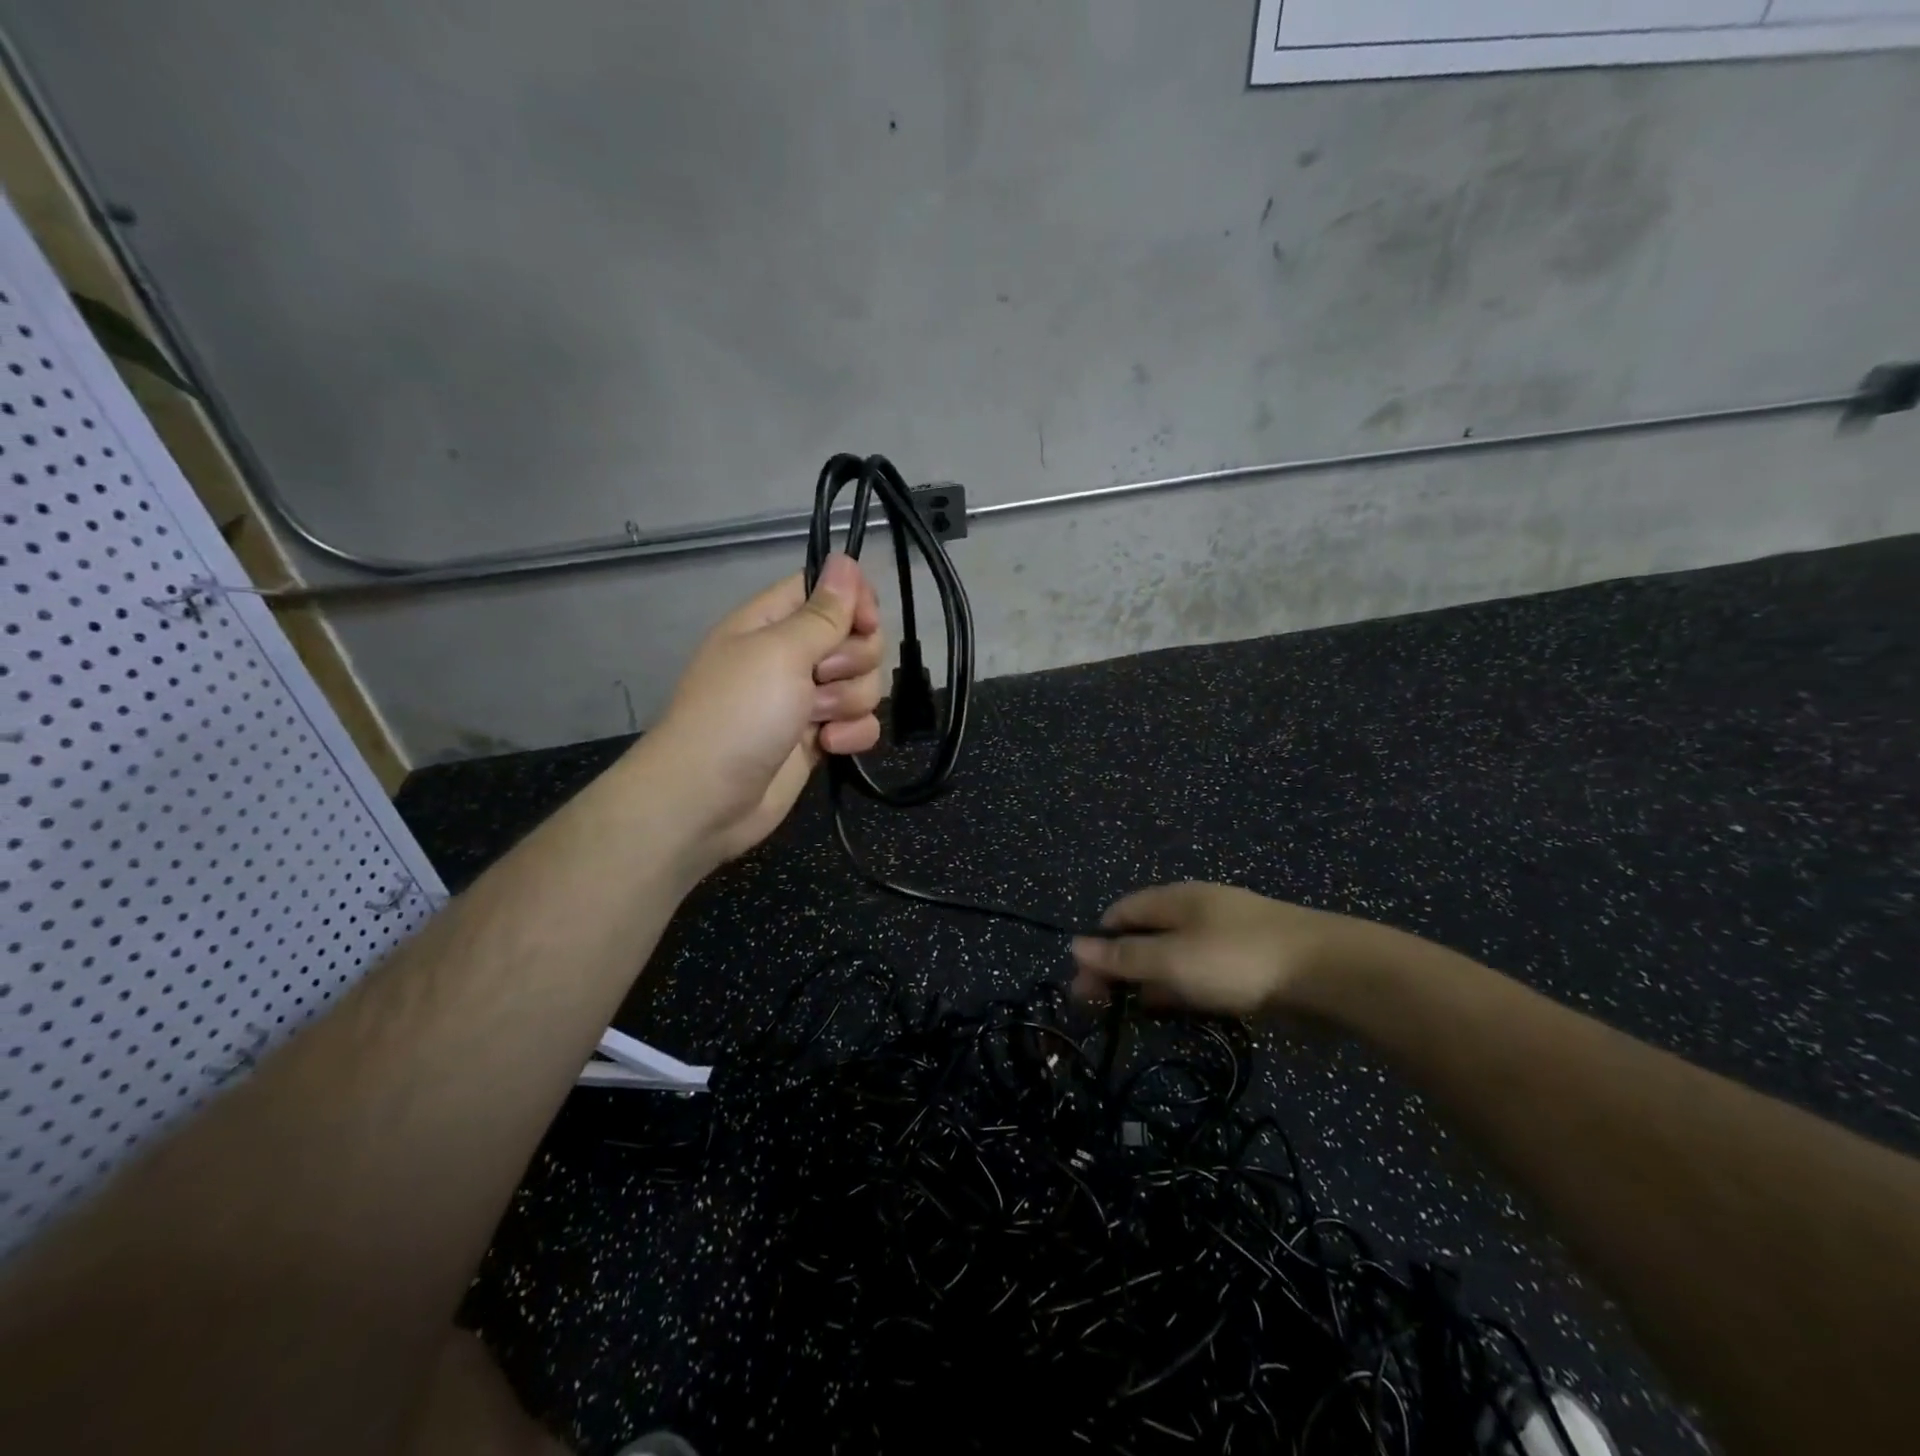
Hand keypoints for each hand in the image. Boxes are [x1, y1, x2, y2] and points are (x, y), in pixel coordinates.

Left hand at [646, 553, 883, 863]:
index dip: (856, 602)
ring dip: (849, 702)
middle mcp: (792, 656)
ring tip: (816, 720)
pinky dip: (852, 735)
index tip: (865, 623)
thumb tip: (846, 560)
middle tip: (820, 679)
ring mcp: (806, 700)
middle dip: (852, 661)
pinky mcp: (818, 739)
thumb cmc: (738, 714)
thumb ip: (823, 612)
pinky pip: (861, 724)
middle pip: (856, 638)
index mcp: (772, 623)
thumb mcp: (780, 652)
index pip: (827, 590)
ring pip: (864, 683)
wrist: (708, 799)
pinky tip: (830, 746)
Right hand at [1071, 883, 1374, 1018]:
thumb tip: (1074, 945)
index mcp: (1173, 898)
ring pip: (1173, 956)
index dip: (1096, 946)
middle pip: (1144, 935)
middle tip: (1106, 1010)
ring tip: (1139, 1016)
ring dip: (1151, 982)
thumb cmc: (1237, 960)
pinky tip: (1183, 1010)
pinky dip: (1184, 989)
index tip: (1086, 988)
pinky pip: (1202, 971)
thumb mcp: (1171, 960)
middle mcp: (1195, 910)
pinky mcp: (1248, 961)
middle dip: (1120, 968)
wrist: (1328, 972)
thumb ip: (1124, 957)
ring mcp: (1224, 935)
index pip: (1119, 914)